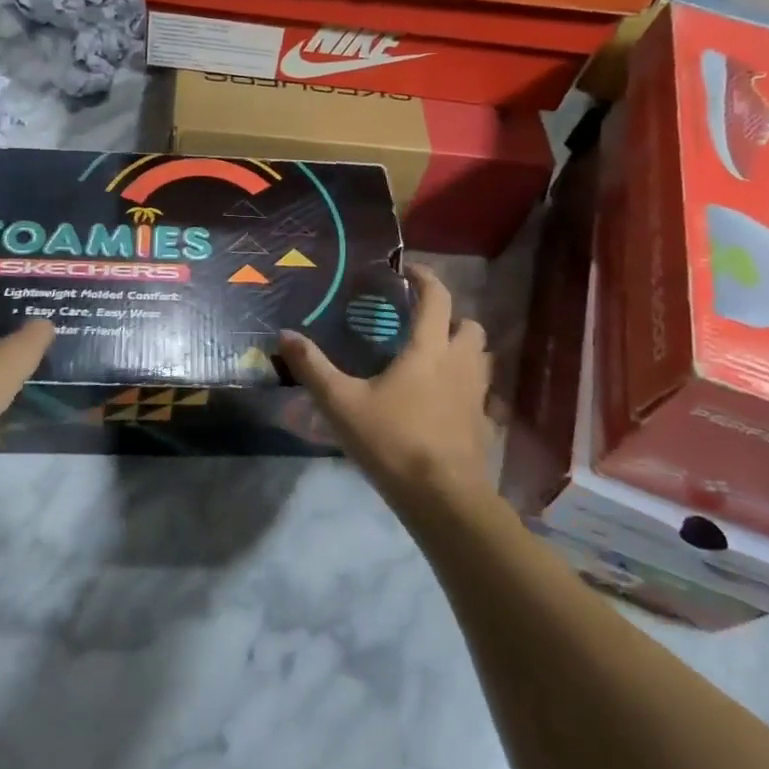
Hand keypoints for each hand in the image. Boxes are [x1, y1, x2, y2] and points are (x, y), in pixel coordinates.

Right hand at [279, 264, 493, 505]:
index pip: (437, 297)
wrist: (443, 498)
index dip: (425, 277)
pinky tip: (443, 403)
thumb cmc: (392, 441)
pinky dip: (466, 387)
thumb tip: (284, 335)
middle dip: (450, 317)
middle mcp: (460, 364)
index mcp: (429, 349)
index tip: (407, 270)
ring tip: (433, 359)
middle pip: (470, 325)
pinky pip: (481, 394)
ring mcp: (477, 396)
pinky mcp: (484, 425)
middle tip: (420, 325)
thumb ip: (312, 367)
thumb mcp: (341, 403)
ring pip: (480, 358)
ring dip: (462, 350)